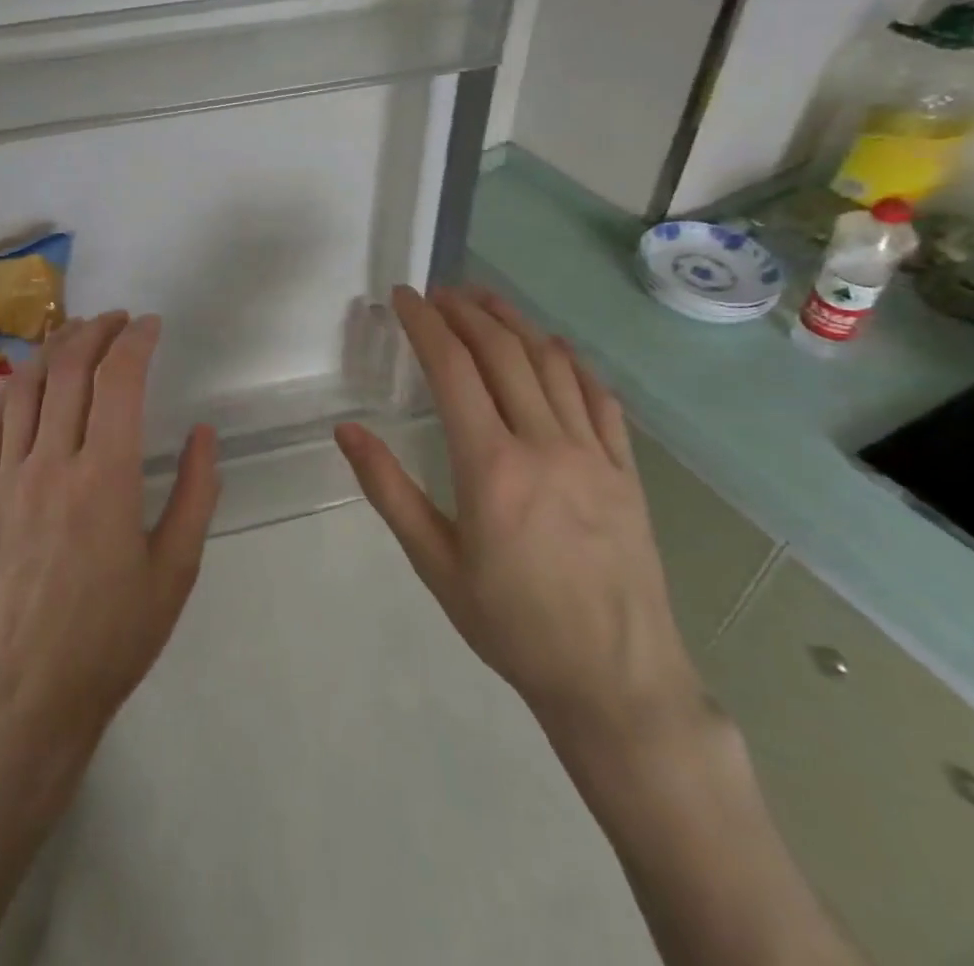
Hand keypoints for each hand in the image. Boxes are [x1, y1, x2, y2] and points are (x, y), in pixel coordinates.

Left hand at [0, 313, 220, 785]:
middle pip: (68, 369)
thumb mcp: (175, 571)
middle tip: (117, 320)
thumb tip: (203, 434)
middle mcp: (52, 463)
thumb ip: (194, 495)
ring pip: (24, 386)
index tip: (151, 326)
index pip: (118, 380)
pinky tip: (23, 378)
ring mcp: (9, 478)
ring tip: (74, 333)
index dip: (136, 341)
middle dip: (94, 330)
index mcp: (105, 478)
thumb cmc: (112, 638)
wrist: (26, 696)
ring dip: (51, 349)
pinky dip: (8, 388)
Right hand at [336, 286, 700, 748]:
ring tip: (485, 300)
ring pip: (551, 363)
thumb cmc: (512, 625)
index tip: (403, 297)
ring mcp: (593, 453)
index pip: (452, 369)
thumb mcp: (435, 563)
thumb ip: (388, 489)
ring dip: (514, 322)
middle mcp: (545, 444)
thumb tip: (347, 430)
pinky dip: (570, 361)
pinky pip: (599, 397)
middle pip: (502, 352)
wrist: (616, 681)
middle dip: (465, 311)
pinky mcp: (626, 470)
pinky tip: (553, 347)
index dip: (424, 324)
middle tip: (437, 292)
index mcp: (491, 466)